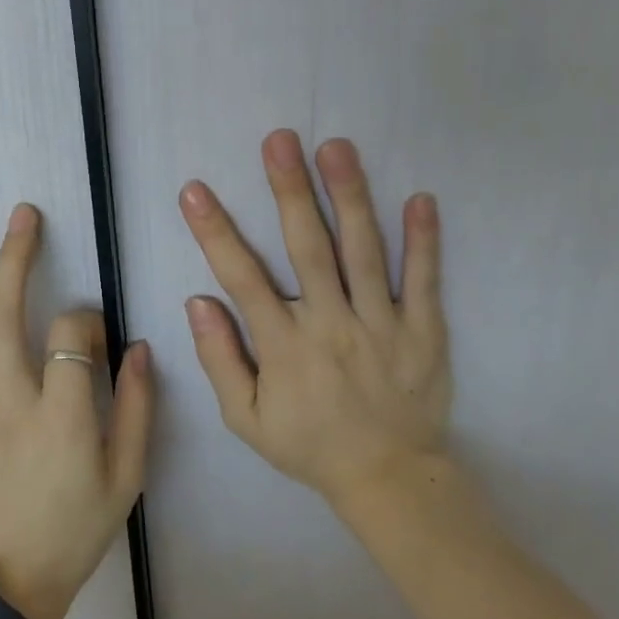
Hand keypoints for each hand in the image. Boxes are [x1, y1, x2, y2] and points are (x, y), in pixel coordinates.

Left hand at [0, 204, 152, 618]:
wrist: (12, 580)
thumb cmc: (78, 527)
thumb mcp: (127, 476)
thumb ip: (138, 409)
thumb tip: (139, 348)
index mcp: (65, 415)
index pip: (72, 337)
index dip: (88, 320)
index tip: (99, 329)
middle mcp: (15, 401)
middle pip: (11, 317)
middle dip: (17, 260)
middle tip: (21, 214)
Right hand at [179, 130, 452, 508]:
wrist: (388, 478)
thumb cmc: (308, 445)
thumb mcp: (245, 419)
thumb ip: (221, 359)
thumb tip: (197, 301)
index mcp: (285, 346)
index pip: (242, 278)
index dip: (215, 232)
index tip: (195, 190)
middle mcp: (332, 325)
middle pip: (308, 248)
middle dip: (290, 191)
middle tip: (280, 140)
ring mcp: (383, 325)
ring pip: (364, 252)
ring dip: (349, 197)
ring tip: (336, 148)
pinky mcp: (424, 331)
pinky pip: (424, 280)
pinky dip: (424, 240)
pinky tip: (420, 198)